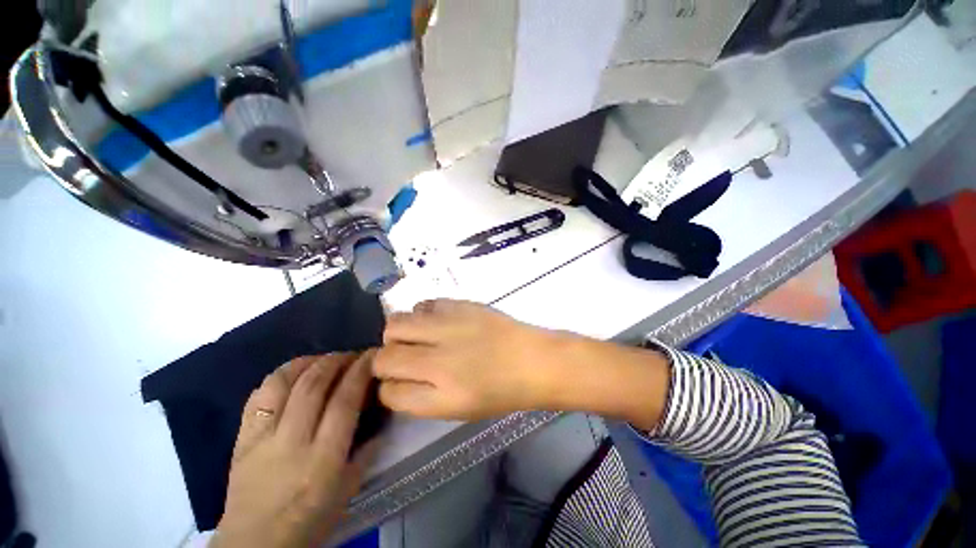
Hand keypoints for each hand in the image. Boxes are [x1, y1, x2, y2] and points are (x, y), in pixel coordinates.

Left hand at [212, 352, 376, 547]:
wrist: (255, 545)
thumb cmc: (309, 521)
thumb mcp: (348, 491)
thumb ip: (367, 452)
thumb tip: (383, 421)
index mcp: (323, 458)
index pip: (344, 401)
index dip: (360, 371)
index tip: (372, 355)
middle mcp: (292, 442)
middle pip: (314, 385)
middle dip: (337, 360)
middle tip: (352, 354)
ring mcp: (262, 439)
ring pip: (283, 385)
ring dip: (308, 363)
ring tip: (324, 359)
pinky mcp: (242, 439)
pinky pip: (258, 397)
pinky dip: (279, 376)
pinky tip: (294, 372)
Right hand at [374, 300, 561, 420]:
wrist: (533, 360)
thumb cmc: (501, 392)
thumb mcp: (459, 409)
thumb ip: (420, 396)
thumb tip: (396, 379)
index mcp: (441, 396)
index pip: (388, 392)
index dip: (389, 387)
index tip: (398, 381)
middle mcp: (439, 361)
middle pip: (384, 356)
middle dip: (386, 359)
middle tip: (406, 357)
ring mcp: (449, 327)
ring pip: (396, 324)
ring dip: (400, 333)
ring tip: (418, 336)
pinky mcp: (460, 305)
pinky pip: (423, 304)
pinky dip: (422, 314)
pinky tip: (437, 322)